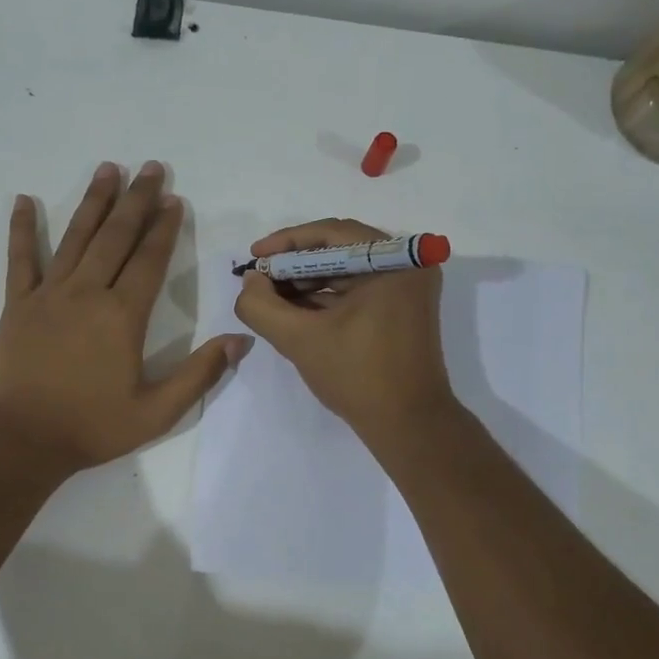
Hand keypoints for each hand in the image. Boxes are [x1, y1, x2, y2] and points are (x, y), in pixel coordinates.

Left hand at [0, 161, 249, 471]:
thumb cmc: (91, 427)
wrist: (20, 440)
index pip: (149, 260)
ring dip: (94, 202)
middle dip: (136, 200)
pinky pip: (21, 259)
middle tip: (151, 168)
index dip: (164, 228)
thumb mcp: (157, 411)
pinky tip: (24, 201)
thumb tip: (240, 340)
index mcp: (123, 316)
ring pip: (76, 238)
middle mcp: (87, 293)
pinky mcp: (18, 306)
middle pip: (116, 237)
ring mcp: (49, 295)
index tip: (174, 200)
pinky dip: (22, 229)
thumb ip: (200, 374)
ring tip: (108, 169)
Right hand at [232, 218, 454, 445]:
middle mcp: (408, 265)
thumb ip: (262, 306)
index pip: (331, 233)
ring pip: (346, 272)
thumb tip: (250, 282)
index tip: (253, 258)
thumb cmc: (358, 376)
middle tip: (258, 280)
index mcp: (394, 261)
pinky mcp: (403, 310)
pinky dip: (326, 298)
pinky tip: (294, 311)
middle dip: (294, 265)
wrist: (408, 425)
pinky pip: (358, 291)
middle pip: (339, 249)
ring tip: (270, 298)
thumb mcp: (300, 339)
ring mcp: (408, 288)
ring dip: (307, 283)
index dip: (286, 243)